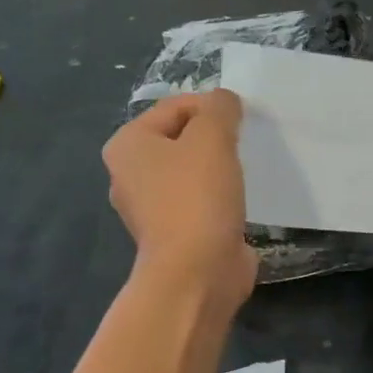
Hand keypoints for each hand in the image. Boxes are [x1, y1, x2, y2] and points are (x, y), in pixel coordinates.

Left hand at [103, 92, 256, 306]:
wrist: (197, 272)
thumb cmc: (198, 198)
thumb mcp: (213, 138)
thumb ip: (220, 109)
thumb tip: (225, 100)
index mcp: (127, 145)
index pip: (174, 107)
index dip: (212, 107)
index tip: (243, 121)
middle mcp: (130, 175)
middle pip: (181, 140)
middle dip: (215, 139)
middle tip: (245, 147)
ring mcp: (151, 209)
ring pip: (191, 173)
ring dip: (219, 170)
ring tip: (245, 174)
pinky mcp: (175, 235)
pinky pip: (200, 203)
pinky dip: (219, 199)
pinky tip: (239, 204)